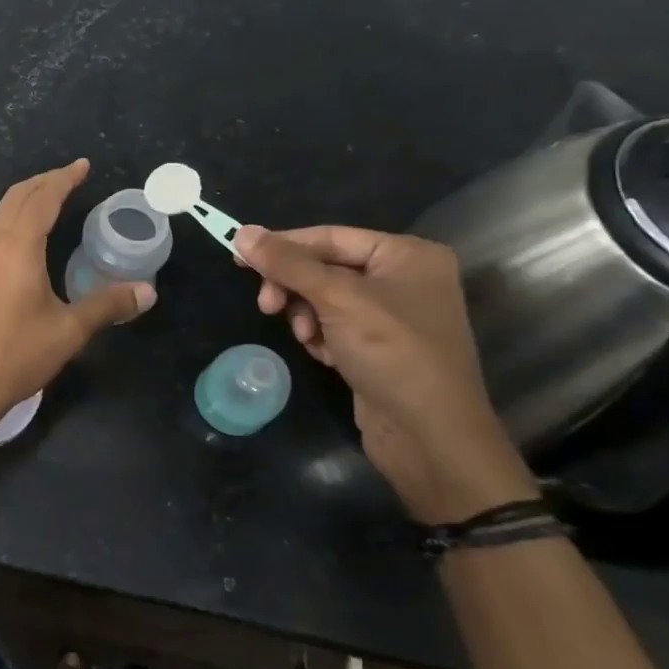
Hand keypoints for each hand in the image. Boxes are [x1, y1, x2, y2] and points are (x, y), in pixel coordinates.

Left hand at [0, 159, 153, 423]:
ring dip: (24, 199)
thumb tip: (147, 291)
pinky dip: (11, 219)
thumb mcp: (68, 331)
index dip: (63, 179)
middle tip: (69, 176)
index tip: (82, 166)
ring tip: (49, 198)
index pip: (42, 199)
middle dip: (43, 182)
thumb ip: (107, 305)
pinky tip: (22, 238)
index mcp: (17, 247)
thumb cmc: (15, 355)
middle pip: (16, 198)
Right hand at [233, 224, 536, 521]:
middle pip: (324, 267)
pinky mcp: (380, 345)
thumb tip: (242, 232)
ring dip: (305, 315)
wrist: (430, 436)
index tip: (238, 259)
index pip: (329, 237)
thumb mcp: (336, 300)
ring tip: (306, 338)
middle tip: (267, 306)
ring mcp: (392, 314)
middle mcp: (403, 277)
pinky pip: (335, 325)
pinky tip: (324, 355)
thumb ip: (288, 264)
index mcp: (406, 255)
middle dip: (294, 287)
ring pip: (324, 298)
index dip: (282, 246)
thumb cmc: (392, 354)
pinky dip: (321, 336)